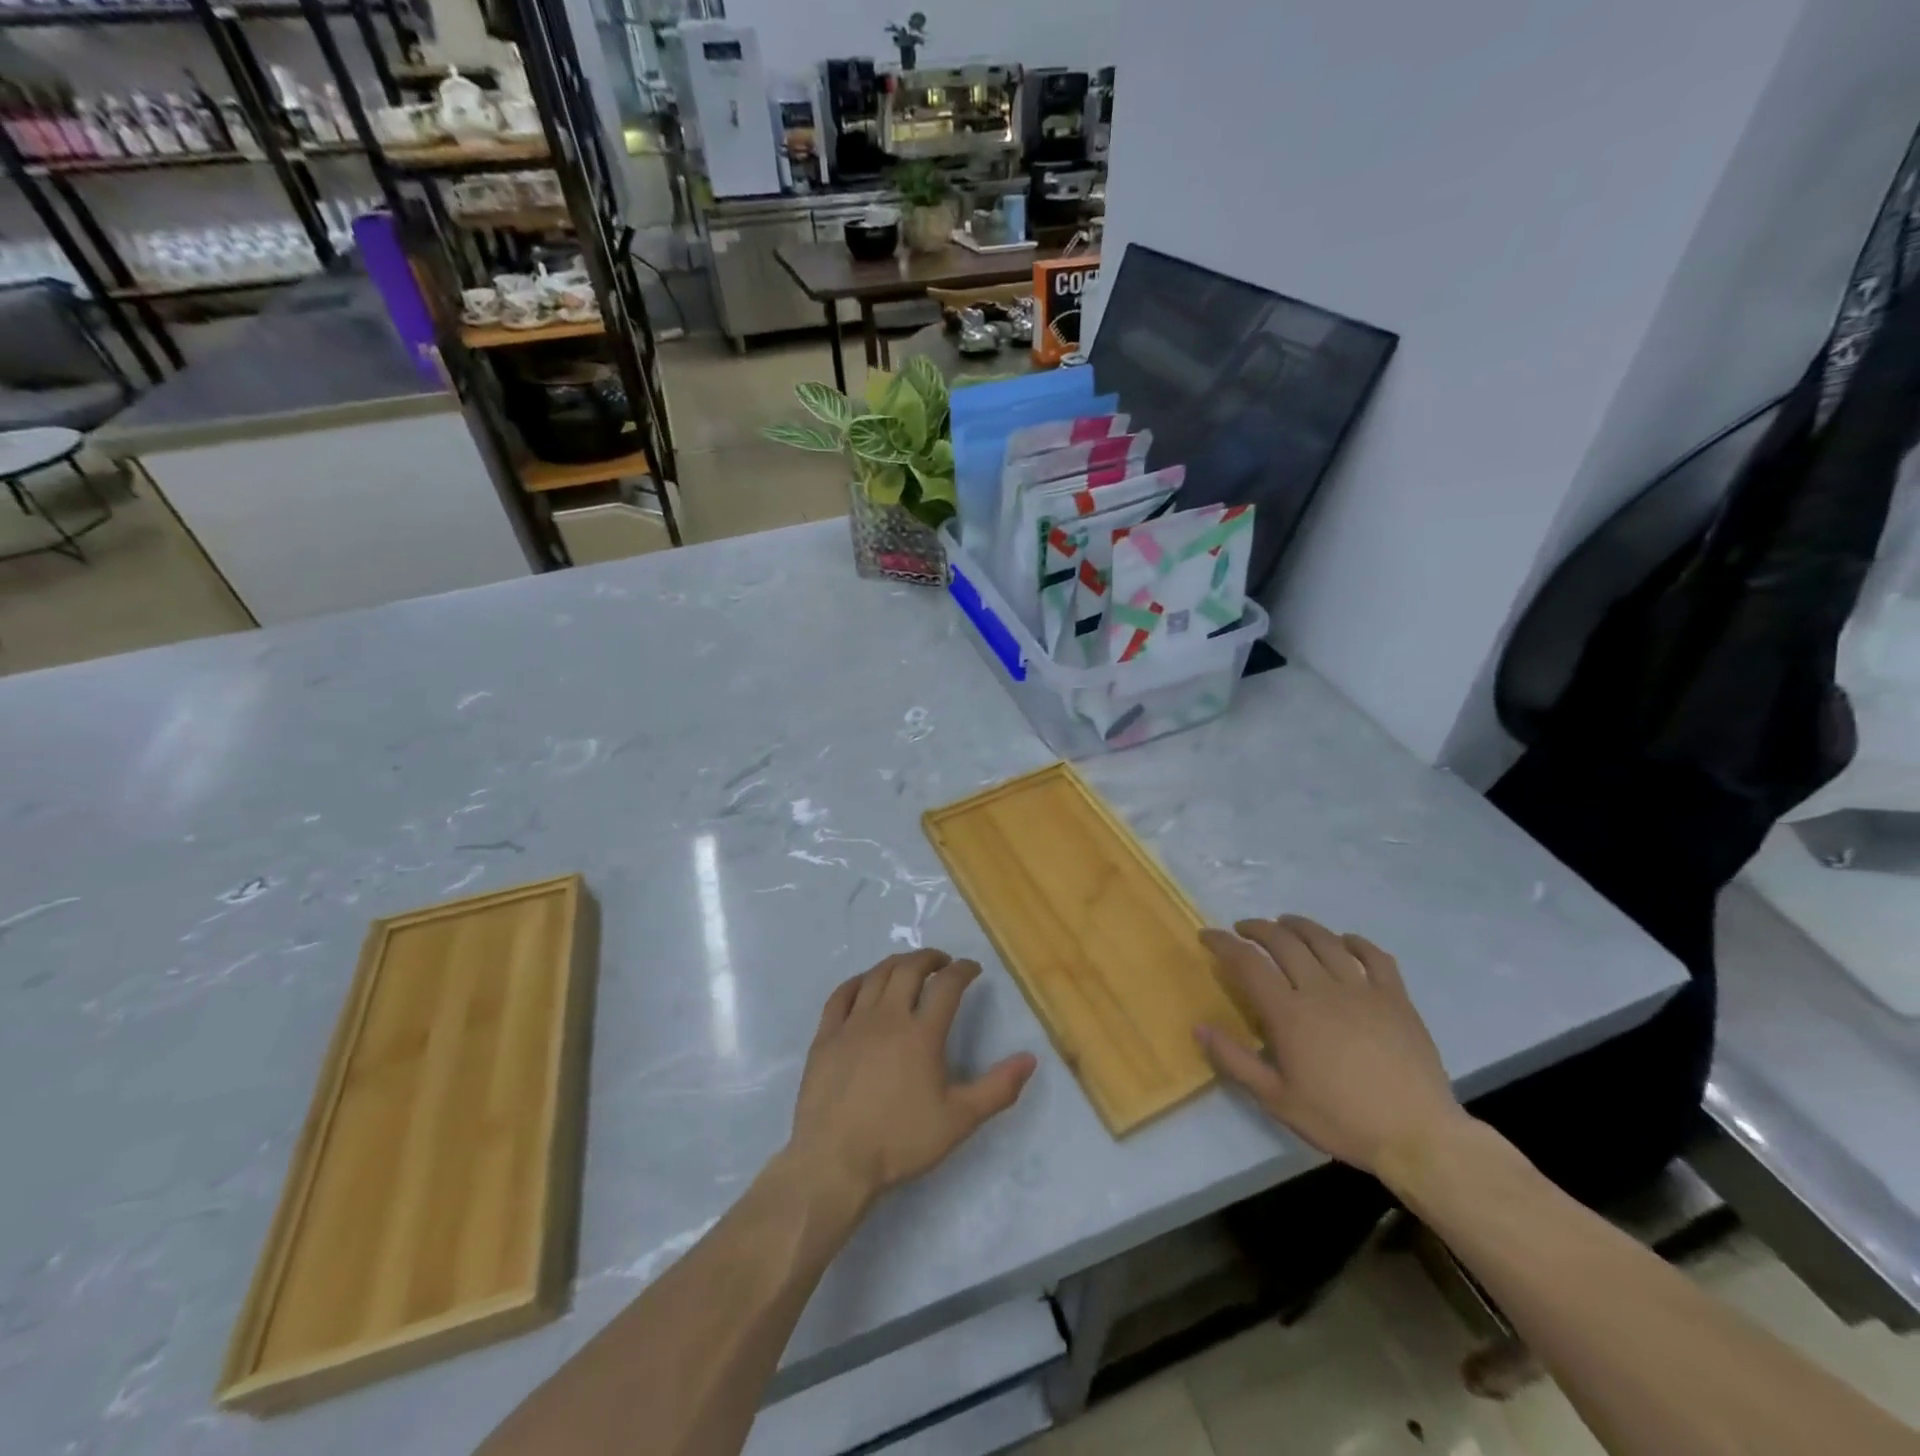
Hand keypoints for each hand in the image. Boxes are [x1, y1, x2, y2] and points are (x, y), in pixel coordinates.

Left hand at [788, 949, 1037, 1211]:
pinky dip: (858, 981)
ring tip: (908, 967)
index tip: (972, 968)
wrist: (834, 1162)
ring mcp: (852, 1024)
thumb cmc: (900, 1141)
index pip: (947, 985)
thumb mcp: (959, 1120)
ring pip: (876, 975)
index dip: (963, 970)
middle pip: (909, 969)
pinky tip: (864, 984)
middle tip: (942, 962)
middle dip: (930, 958)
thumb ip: (998, 1088)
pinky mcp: (825, 1036)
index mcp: (922, 1034)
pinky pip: (841, 994)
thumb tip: (1030, 1058)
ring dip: (896, 963)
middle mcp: (887, 1017)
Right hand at [1196, 915, 1468, 1177]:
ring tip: (1285, 923)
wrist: (1418, 1137)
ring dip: (1299, 926)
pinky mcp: (1395, 997)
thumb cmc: (1341, 1119)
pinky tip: (1344, 941)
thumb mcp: (1277, 1100)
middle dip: (1257, 928)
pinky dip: (1355, 942)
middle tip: (1243, 929)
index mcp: (1289, 1013)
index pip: (1247, 962)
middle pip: (1283, 942)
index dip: (1223, 943)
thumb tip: (1199, 1026)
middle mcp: (1321, 990)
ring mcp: (1362, 990)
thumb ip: (1235, 1060)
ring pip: (1324, 940)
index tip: (1208, 935)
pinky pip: (1374, 956)